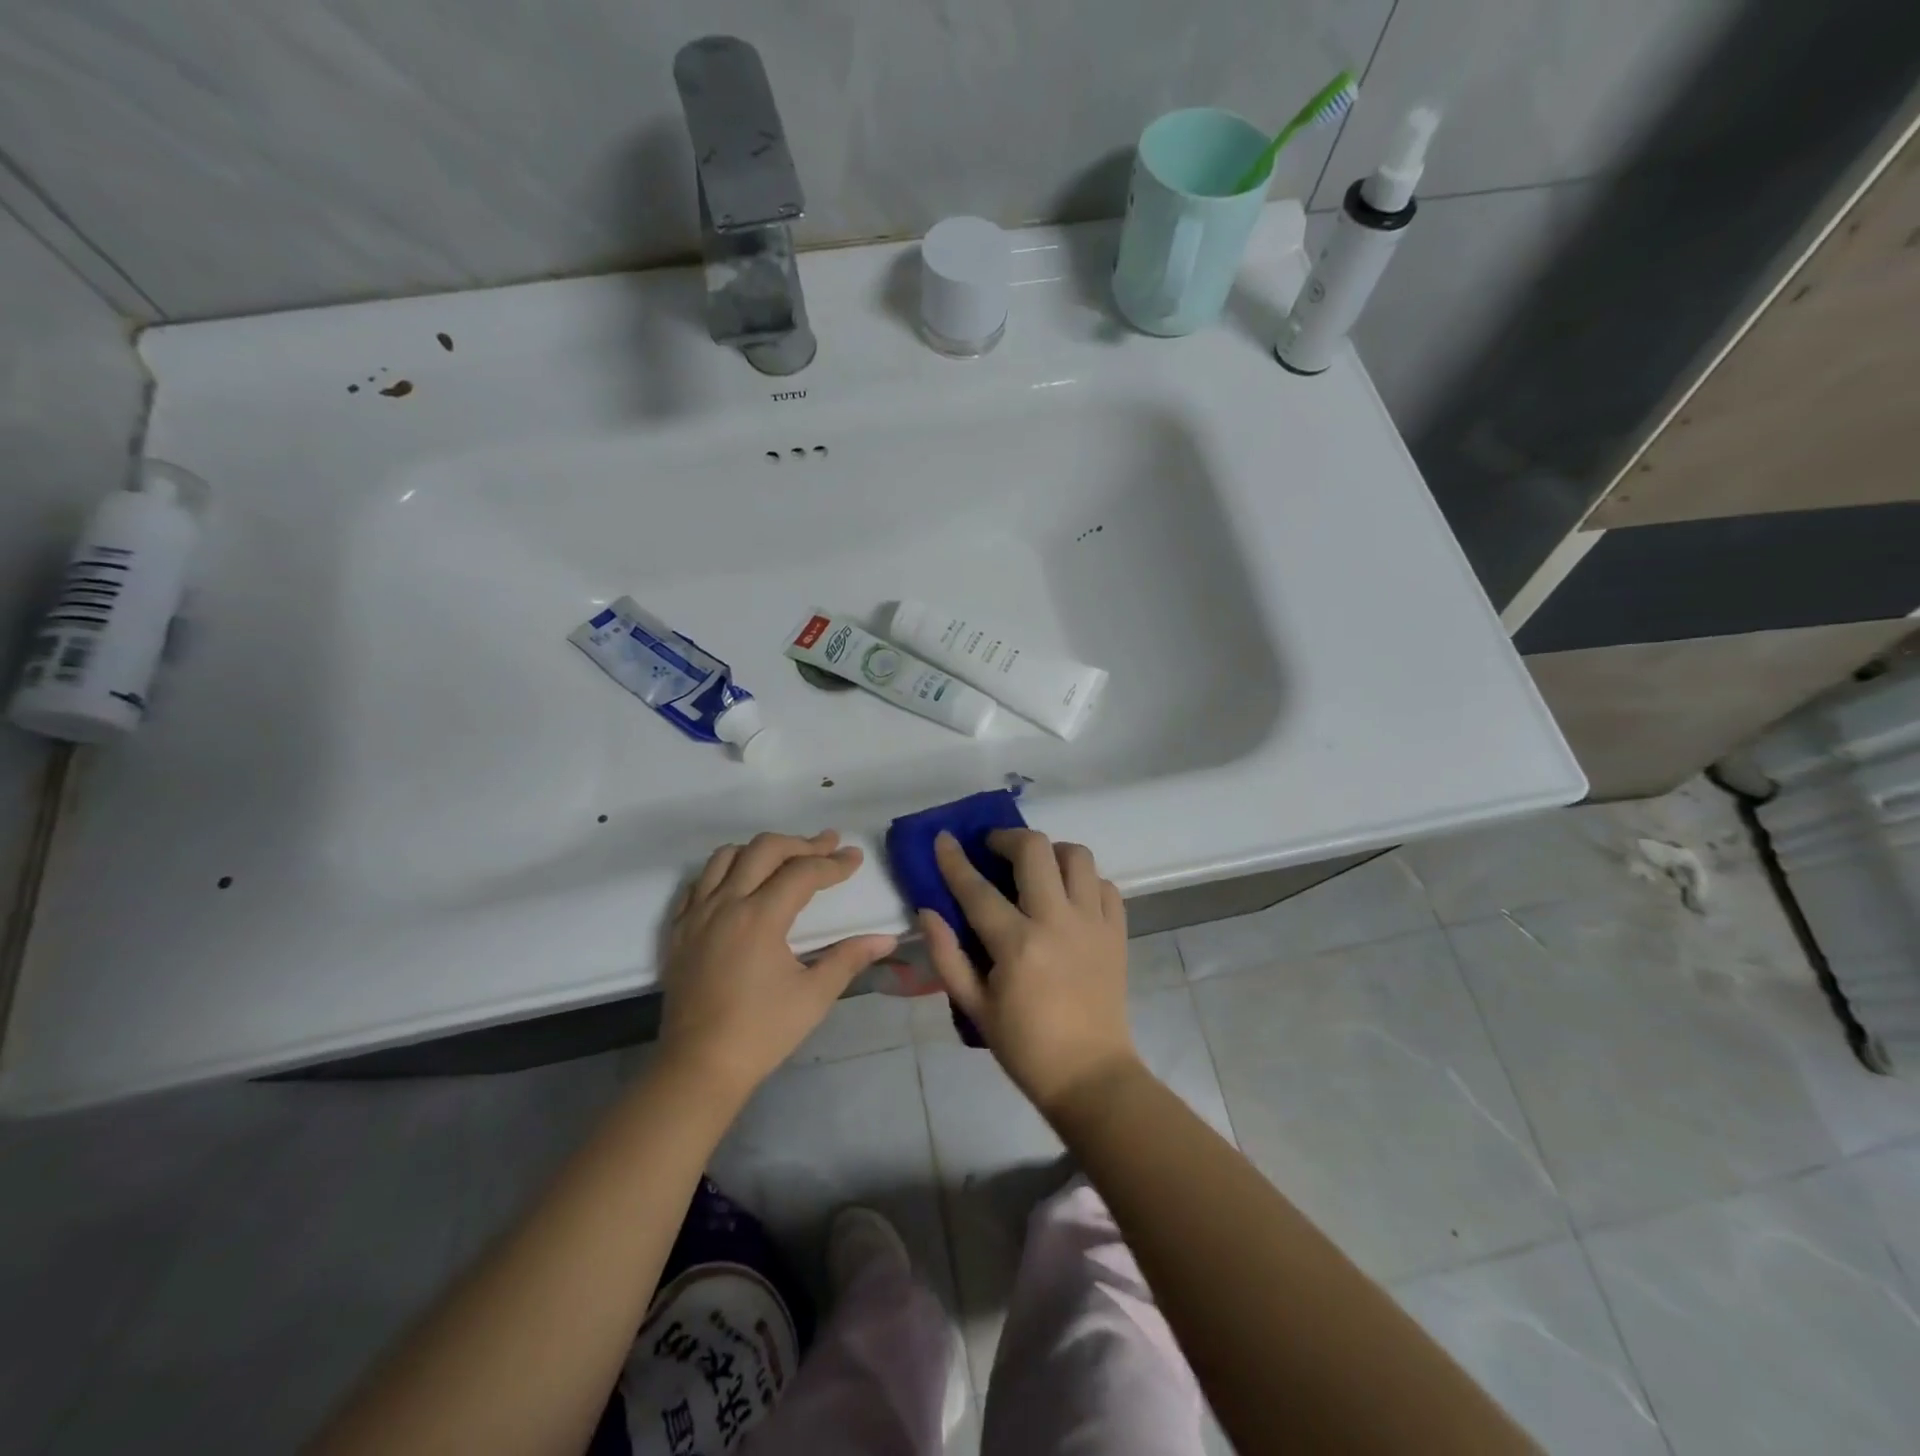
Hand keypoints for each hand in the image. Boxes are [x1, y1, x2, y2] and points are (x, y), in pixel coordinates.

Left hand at [662, 831, 897, 1098]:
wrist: (698, 1067)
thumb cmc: (761, 1032)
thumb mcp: (814, 996)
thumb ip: (849, 958)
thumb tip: (885, 938)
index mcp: (760, 917)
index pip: (802, 872)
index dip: (833, 863)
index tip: (855, 858)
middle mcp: (725, 904)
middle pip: (764, 849)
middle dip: (801, 843)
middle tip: (828, 845)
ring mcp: (696, 914)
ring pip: (726, 856)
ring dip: (760, 850)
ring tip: (785, 859)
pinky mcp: (678, 930)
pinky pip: (699, 882)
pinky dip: (724, 871)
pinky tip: (740, 884)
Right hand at [922, 829, 1138, 1117]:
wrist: (1091, 1075)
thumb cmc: (1025, 1046)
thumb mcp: (974, 1008)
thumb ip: (948, 956)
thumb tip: (928, 911)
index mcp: (1018, 945)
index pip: (978, 889)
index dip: (955, 860)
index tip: (944, 838)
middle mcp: (1057, 922)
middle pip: (1035, 850)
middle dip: (1008, 837)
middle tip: (994, 848)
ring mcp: (1093, 923)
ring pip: (1078, 856)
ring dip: (1052, 851)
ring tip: (1037, 867)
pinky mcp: (1117, 932)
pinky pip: (1105, 885)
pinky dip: (1085, 880)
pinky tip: (1069, 896)